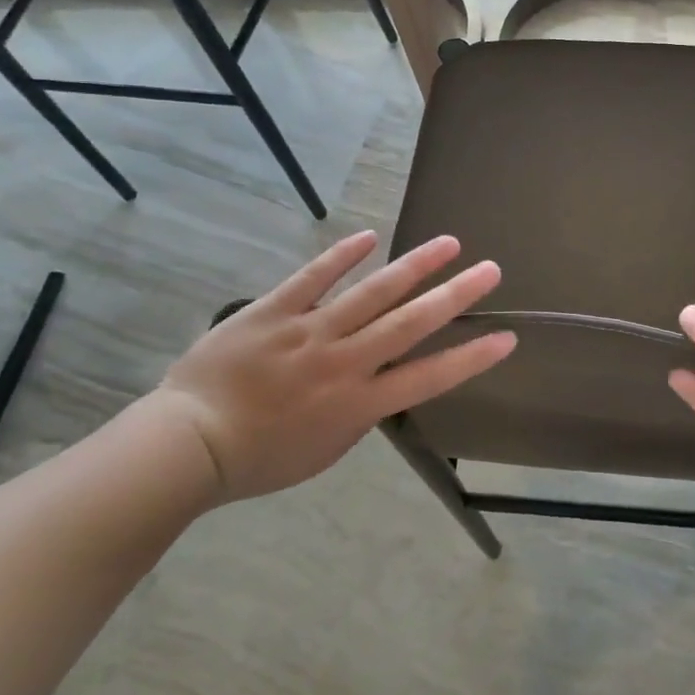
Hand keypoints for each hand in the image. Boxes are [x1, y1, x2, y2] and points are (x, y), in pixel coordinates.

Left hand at [157, 232, 514, 501]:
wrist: (188, 445)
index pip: (430, 377)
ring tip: (448, 243)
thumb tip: (381, 377)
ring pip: (372, 293)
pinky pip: (313, 278)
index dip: (471, 357)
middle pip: (410, 323)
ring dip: (414, 266)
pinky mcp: (273, 310)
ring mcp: (309, 331)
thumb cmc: (260, 458)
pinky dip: (342, 256)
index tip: (506, 337)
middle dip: (456, 295)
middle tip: (490, 270)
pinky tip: (370, 236)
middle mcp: (344, 362)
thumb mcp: (327, 447)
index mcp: (359, 403)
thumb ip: (361, 410)